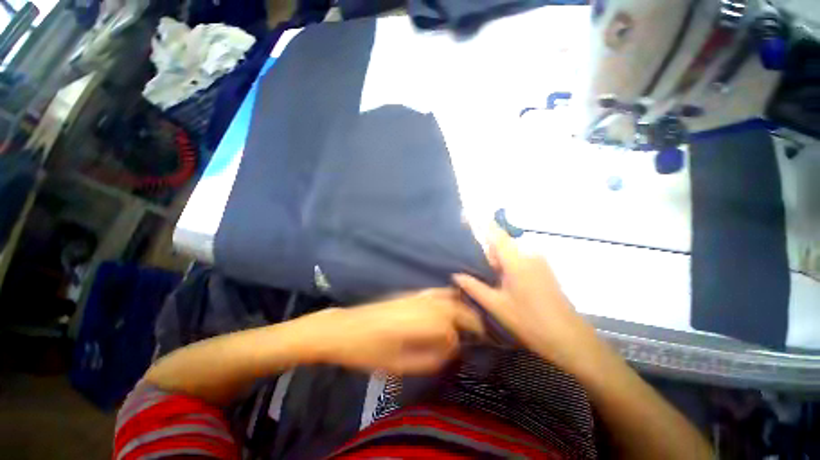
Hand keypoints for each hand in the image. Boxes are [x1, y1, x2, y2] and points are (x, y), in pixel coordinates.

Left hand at [313, 288, 484, 374]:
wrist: (345, 328)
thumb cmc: (370, 351)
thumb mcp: (400, 365)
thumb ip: (430, 358)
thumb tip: (449, 351)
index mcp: (424, 322)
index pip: (452, 332)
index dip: (456, 344)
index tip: (455, 353)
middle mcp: (425, 304)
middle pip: (458, 308)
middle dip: (472, 319)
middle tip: (479, 332)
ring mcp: (417, 295)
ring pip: (449, 296)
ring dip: (462, 306)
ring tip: (469, 319)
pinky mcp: (410, 293)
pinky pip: (437, 292)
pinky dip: (449, 297)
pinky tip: (450, 305)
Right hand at [453, 227, 597, 370]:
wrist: (570, 339)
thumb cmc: (530, 322)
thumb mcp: (497, 305)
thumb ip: (474, 287)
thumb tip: (456, 275)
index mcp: (516, 260)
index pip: (496, 234)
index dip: (482, 223)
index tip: (468, 215)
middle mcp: (529, 254)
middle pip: (502, 245)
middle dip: (488, 254)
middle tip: (477, 272)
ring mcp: (539, 261)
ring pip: (511, 253)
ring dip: (499, 262)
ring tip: (490, 281)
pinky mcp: (544, 269)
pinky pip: (521, 260)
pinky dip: (509, 266)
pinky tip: (506, 285)